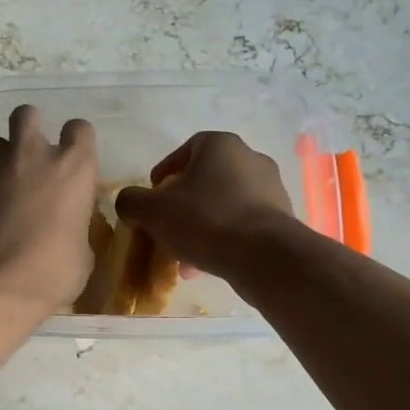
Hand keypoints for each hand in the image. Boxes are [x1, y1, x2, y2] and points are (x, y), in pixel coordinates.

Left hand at [0, 106, 97, 312]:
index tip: (75, 161)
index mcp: (72, 168)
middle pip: (27, 114)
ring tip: (5, 186)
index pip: (80, 129)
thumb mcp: (81, 254)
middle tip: (33, 156)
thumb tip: (68, 230)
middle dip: (30, 128)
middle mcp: (31, 155)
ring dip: (3, 159)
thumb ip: (76, 228)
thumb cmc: (51, 272)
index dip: (77, 142)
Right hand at [114, 132, 294, 283]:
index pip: (186, 149)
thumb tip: (128, 203)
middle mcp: (250, 159)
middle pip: (206, 179)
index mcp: (221, 145)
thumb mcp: (153, 211)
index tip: (153, 195)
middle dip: (183, 204)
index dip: (165, 171)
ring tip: (183, 255)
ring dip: (201, 225)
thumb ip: (132, 202)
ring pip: (224, 204)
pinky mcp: (281, 219)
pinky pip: (243, 224)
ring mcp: (271, 189)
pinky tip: (206, 264)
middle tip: (166, 226)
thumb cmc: (205, 220)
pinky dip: (223, 238)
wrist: (264, 256)